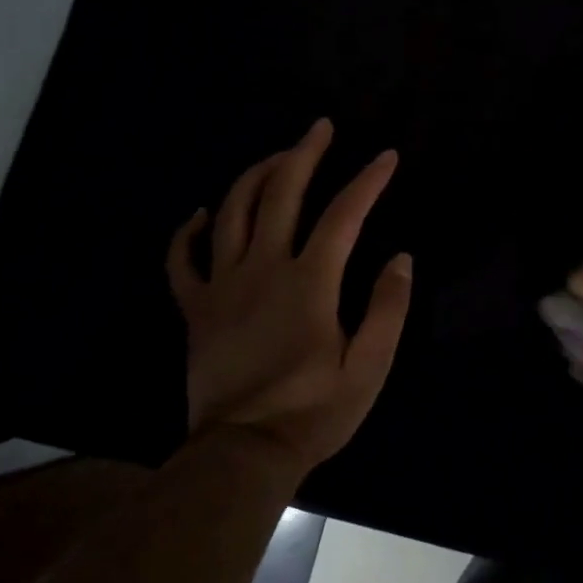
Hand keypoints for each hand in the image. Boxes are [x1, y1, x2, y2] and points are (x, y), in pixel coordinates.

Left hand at [167, 118, 411, 477]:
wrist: (242, 454)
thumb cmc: (314, 410)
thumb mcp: (370, 366)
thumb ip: (388, 308)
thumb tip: (401, 258)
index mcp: (309, 281)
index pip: (344, 214)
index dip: (368, 180)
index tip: (387, 156)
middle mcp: (263, 269)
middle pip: (280, 194)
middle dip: (303, 154)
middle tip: (320, 127)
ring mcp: (222, 286)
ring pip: (231, 212)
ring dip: (254, 176)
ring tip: (276, 157)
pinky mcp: (195, 309)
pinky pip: (182, 260)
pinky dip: (189, 231)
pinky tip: (202, 212)